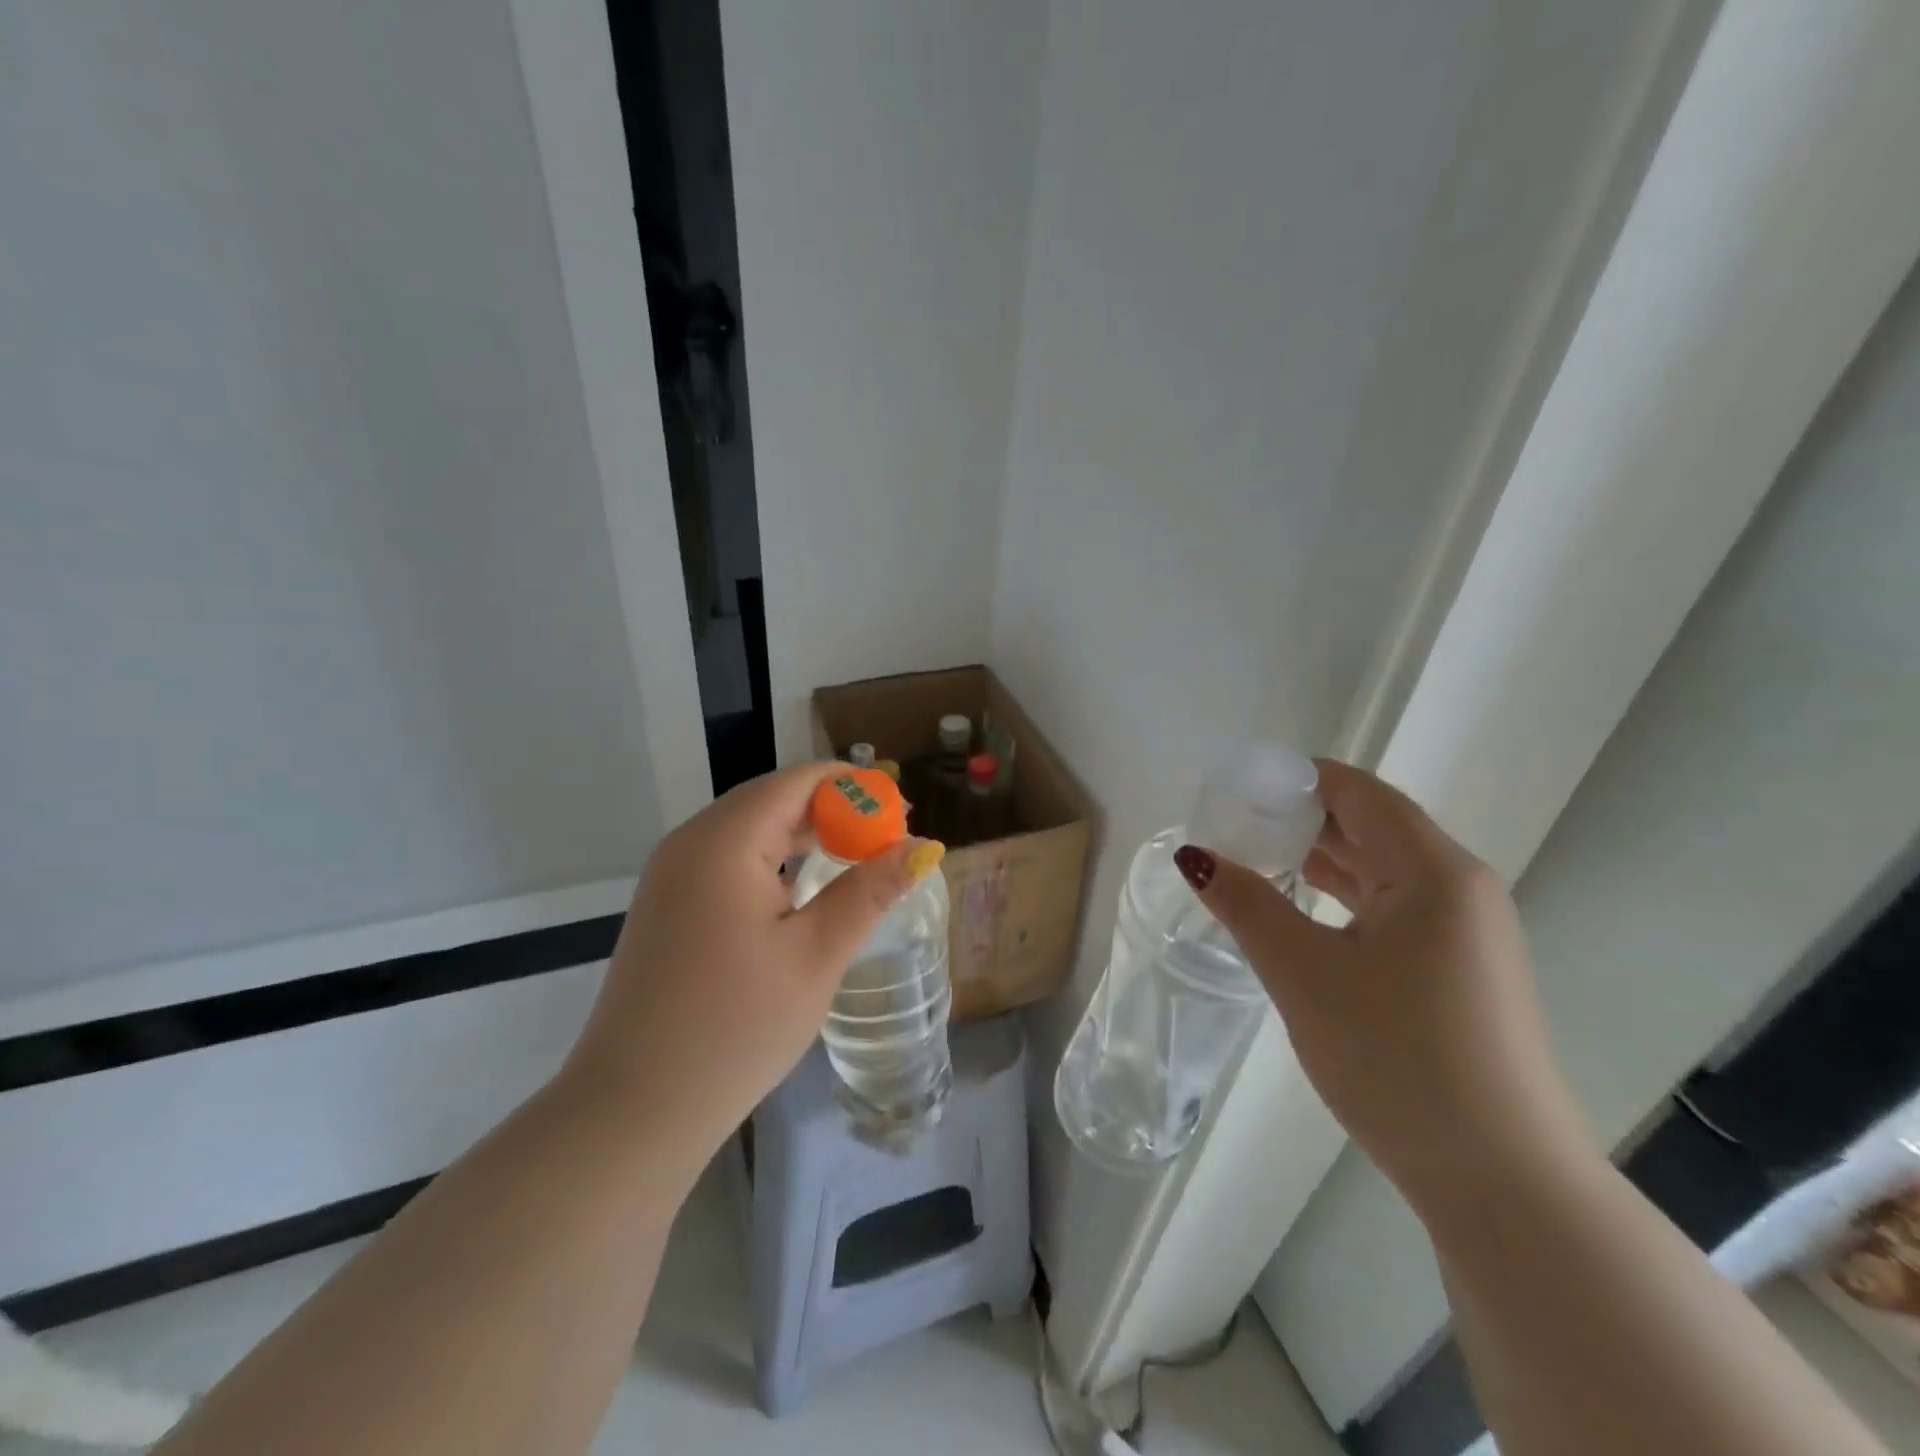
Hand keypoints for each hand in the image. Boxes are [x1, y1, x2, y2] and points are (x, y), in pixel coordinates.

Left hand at [561, 764, 939, 1176]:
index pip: (799, 781)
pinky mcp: (667, 904)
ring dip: (805, 834)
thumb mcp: (816, 955)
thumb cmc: (735, 1028)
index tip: (903, 813)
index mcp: (725, 841)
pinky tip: (802, 889)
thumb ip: (869, 891)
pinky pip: (728, 858)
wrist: (634, 1109)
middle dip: (834, 809)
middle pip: (773, 798)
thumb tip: (923, 847)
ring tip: (856, 859)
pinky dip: (773, 859)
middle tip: (887, 841)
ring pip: (750, 827)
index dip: (855, 787)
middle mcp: (691, 841)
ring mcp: (671, 873)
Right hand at [1178, 759, 1589, 1216]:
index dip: (1296, 780)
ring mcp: (1467, 934)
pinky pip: (1395, 909)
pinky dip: (1344, 898)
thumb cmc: (1397, 1058)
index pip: (1358, 792)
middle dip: (1301, 819)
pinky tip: (1302, 912)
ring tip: (1255, 858)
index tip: (1237, 788)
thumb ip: (1246, 904)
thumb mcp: (1303, 973)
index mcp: (1434, 871)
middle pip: (1372, 826)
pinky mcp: (1462, 972)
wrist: (1501, 1181)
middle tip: (1233, 824)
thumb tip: (1195, 857)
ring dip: (1321, 859)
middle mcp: (1460, 889)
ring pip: (1383, 870)